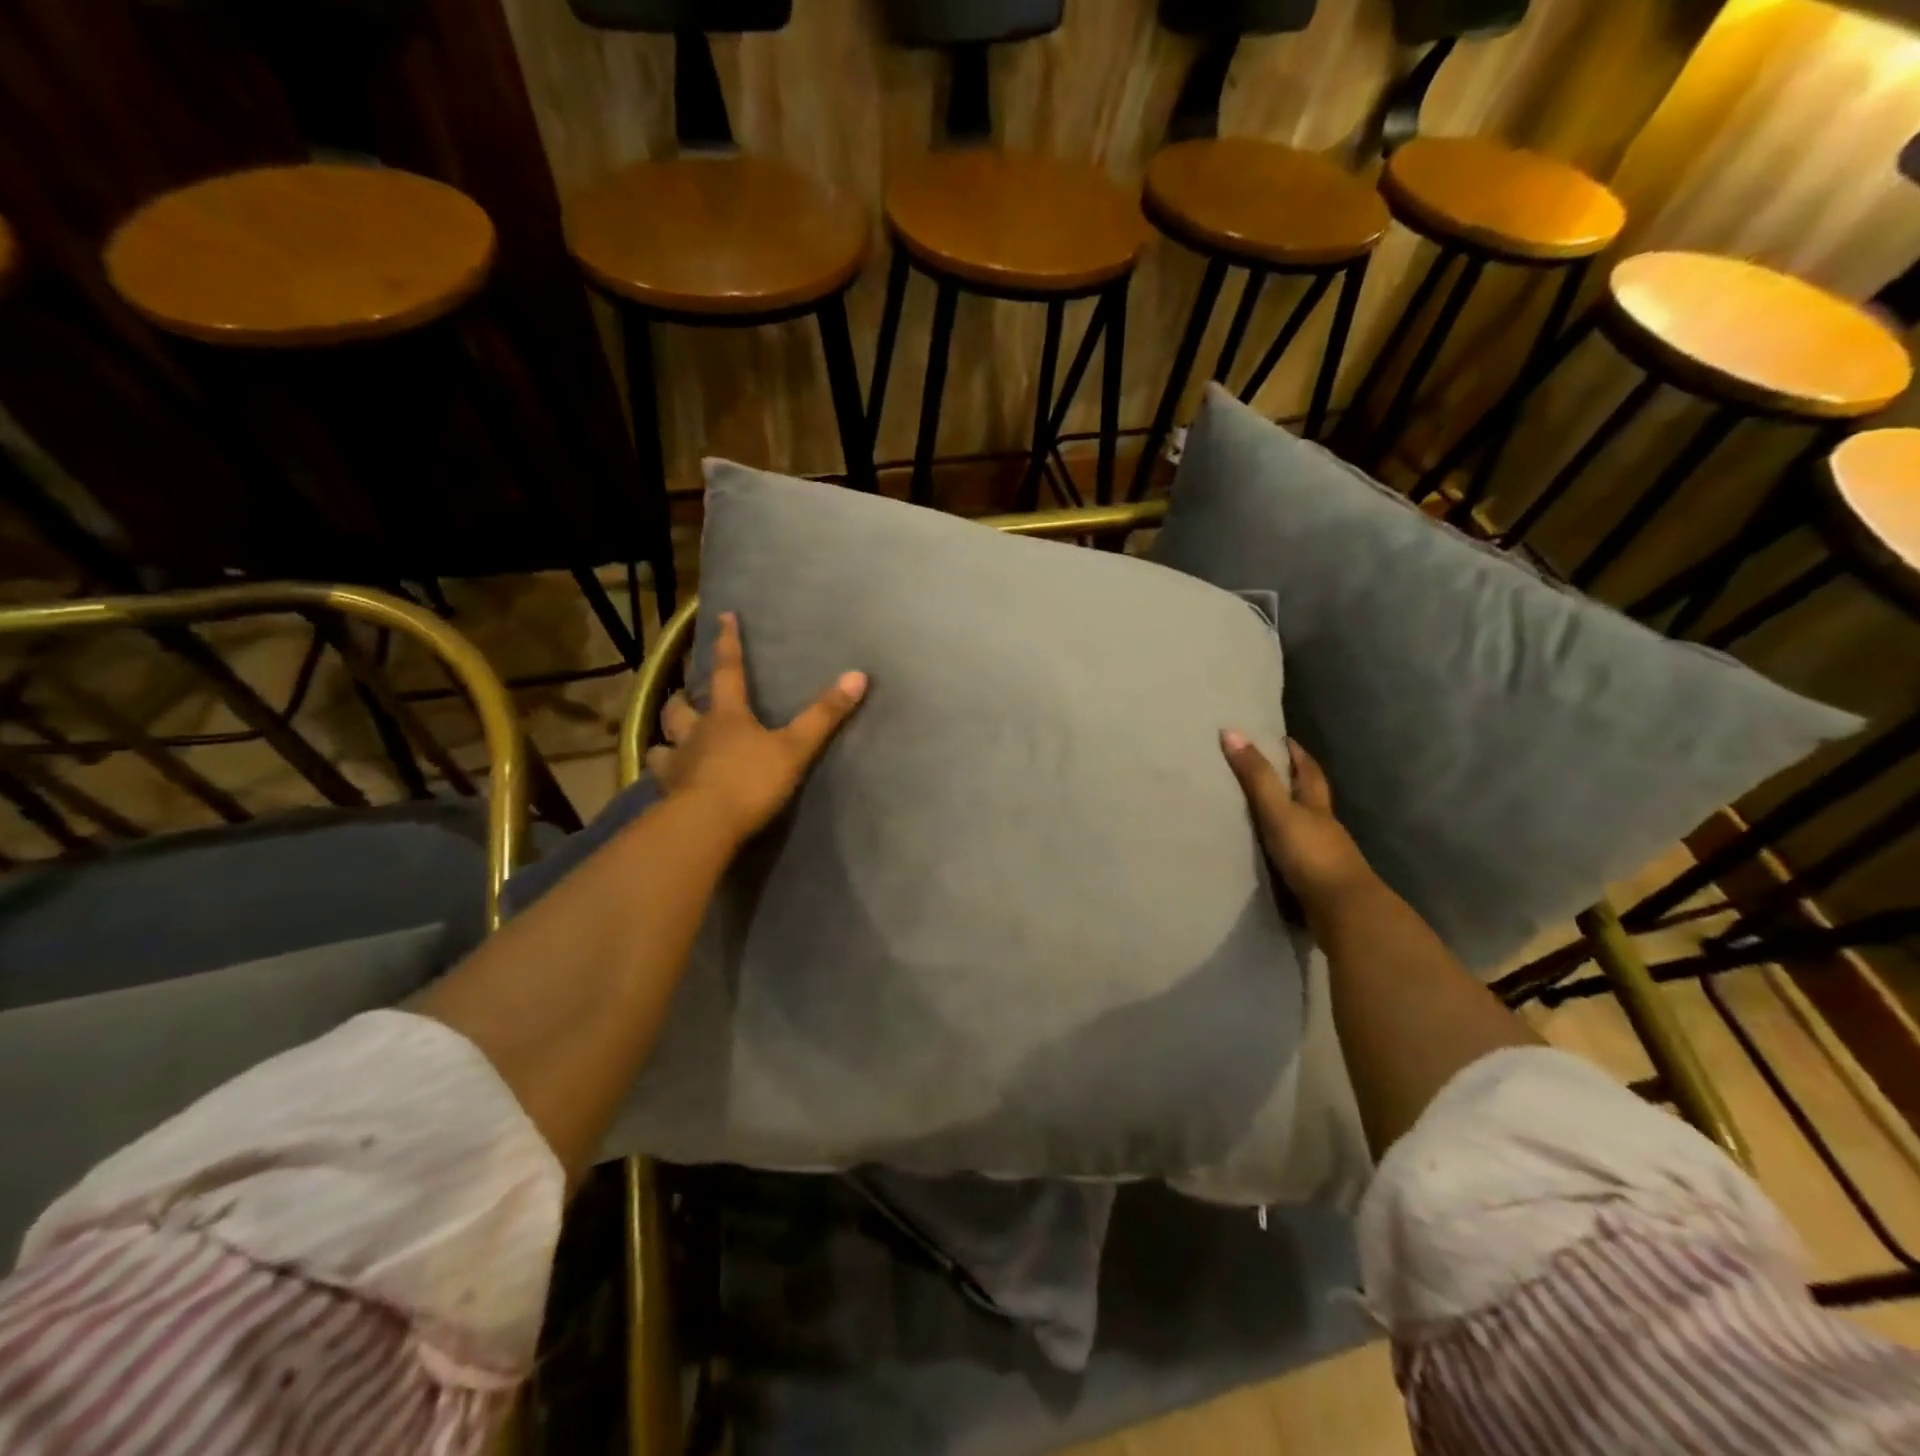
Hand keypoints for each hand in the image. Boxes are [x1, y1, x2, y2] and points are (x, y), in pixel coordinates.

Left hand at [646, 612, 866, 842]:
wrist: (706, 824)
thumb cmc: (751, 780)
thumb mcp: (795, 748)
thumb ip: (824, 715)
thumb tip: (858, 675)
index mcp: (727, 716)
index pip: (728, 671)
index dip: (728, 643)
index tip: (723, 616)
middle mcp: (696, 733)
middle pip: (680, 707)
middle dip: (682, 698)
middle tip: (685, 696)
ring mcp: (677, 764)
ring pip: (662, 743)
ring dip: (666, 738)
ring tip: (671, 742)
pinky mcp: (667, 795)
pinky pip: (660, 779)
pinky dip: (664, 776)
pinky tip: (668, 783)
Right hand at [1219, 732, 1376, 920]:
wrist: (1343, 911)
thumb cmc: (1311, 854)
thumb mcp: (1278, 810)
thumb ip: (1256, 776)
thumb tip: (1230, 731)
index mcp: (1317, 807)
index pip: (1309, 772)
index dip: (1298, 755)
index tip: (1286, 740)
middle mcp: (1325, 828)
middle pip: (1314, 799)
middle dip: (1299, 783)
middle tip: (1278, 770)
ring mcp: (1325, 857)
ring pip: (1309, 829)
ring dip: (1294, 818)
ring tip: (1269, 812)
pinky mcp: (1319, 883)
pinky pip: (1301, 857)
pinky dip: (1290, 850)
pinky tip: (1276, 854)